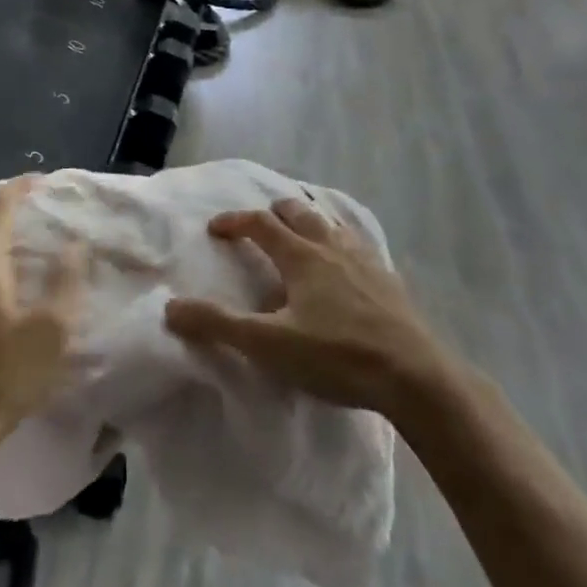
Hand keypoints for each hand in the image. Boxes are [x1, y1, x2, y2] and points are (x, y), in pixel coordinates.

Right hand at [164, 199, 446, 416]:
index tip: (216, 229)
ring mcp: (364, 260)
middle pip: (298, 211)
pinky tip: (344, 266)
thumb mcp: (270, 345)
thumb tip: (172, 307)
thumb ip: (220, 326)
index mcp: (301, 256)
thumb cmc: (337, 356)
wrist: (414, 375)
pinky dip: (339, 242)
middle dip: (273, 212)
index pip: (260, 223)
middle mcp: (331, 246)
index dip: (235, 221)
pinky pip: (357, 245)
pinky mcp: (388, 280)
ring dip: (308, 222)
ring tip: (300, 237)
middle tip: (258, 227)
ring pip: (330, 224)